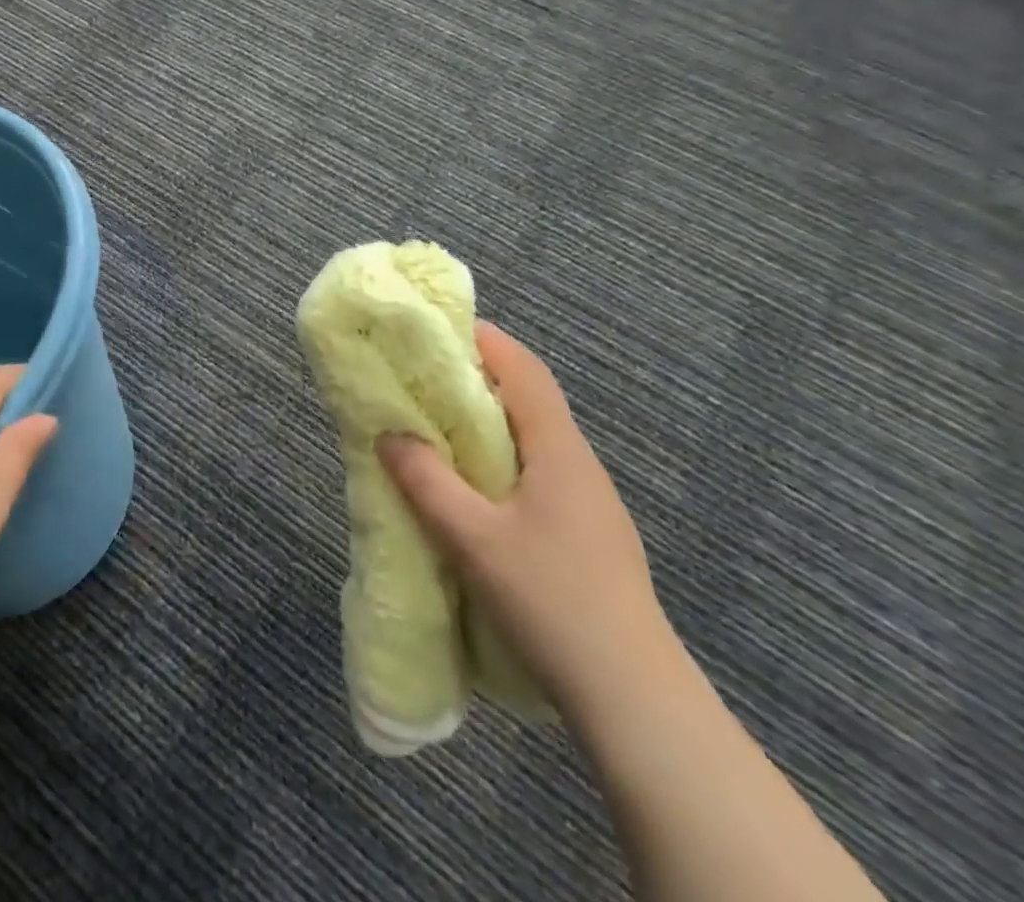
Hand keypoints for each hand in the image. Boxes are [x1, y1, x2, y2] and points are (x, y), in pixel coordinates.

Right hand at [377, 321, 672, 716]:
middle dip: (478, 378)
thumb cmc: (551, 600)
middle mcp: (578, 463)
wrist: (633, 694)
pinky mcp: (587, 532)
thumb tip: (390, 435)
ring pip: (533, 438)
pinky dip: (500, 458)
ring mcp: (588, 500)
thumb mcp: (474, 539)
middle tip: (423, 378)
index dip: (485, 340)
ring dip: (488, 422)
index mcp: (558, 449)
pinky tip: (474, 488)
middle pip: (528, 398)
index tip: (438, 329)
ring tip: (438, 427)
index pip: (523, 370)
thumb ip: (428, 482)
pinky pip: (538, 471)